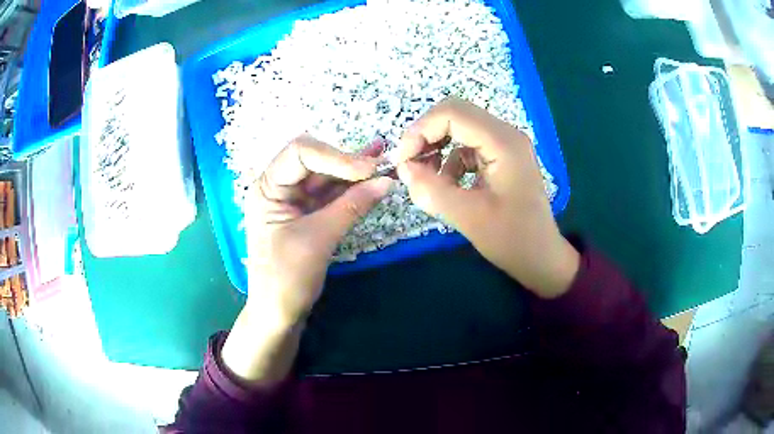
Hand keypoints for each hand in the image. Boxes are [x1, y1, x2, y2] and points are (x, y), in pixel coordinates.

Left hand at [222, 135, 390, 384]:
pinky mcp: (307, 214)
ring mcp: (293, 200)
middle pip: (315, 160)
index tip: (368, 169)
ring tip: (384, 161)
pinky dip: (352, 188)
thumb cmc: (287, 279)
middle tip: (382, 163)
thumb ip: (352, 206)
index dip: (336, 155)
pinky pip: (331, 195)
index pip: (300, 153)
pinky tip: (373, 178)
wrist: (278, 314)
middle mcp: (278, 187)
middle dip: (347, 161)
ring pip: (326, 176)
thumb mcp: (319, 239)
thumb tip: (387, 180)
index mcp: (267, 188)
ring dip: (354, 171)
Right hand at [396, 97, 578, 297]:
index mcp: (503, 142)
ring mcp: (504, 145)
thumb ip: (431, 189)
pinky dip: (449, 160)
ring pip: (459, 129)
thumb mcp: (468, 216)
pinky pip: (467, 147)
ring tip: (425, 177)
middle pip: (454, 114)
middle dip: (426, 135)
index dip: (420, 130)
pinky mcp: (501, 158)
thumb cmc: (512, 239)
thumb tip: (403, 168)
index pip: (452, 113)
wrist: (540, 257)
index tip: (402, 160)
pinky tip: (446, 184)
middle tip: (409, 164)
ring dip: (436, 147)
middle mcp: (505, 134)